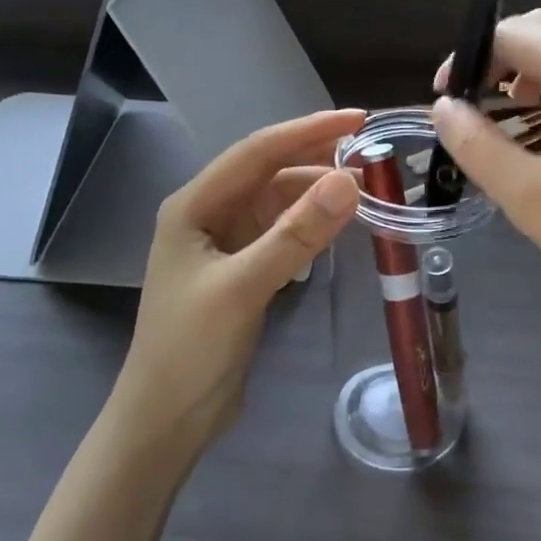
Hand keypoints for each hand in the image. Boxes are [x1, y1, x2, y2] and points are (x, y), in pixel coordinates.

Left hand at [111, 109, 363, 454]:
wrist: (165, 421)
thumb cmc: (191, 349)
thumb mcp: (244, 286)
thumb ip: (296, 233)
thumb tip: (350, 181)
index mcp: (195, 204)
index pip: (259, 150)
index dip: (309, 130)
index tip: (360, 119)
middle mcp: (208, 213)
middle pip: (270, 171)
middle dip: (319, 158)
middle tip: (375, 153)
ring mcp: (225, 242)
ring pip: (280, 201)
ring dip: (319, 192)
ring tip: (367, 188)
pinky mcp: (242, 268)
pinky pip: (283, 231)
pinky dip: (312, 224)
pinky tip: (340, 224)